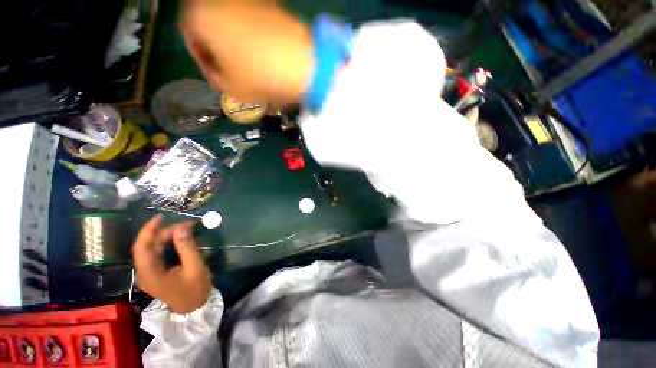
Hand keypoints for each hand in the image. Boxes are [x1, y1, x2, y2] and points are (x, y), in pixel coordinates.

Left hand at [132, 215, 211, 313]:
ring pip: (152, 248)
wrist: (193, 307)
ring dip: (167, 237)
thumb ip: (187, 247)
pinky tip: (179, 239)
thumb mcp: (195, 267)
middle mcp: (144, 272)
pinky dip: (167, 243)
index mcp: (150, 273)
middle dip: (164, 232)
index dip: (148, 230)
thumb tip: (181, 228)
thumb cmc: (195, 289)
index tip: (161, 217)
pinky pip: (156, 253)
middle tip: (186, 225)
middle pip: (147, 246)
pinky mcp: (154, 273)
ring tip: (186, 230)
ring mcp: (148, 273)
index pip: (141, 247)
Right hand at [180, 2, 313, 106]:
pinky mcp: (269, 3)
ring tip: (250, 65)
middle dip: (218, 49)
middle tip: (232, 71)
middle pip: (211, 26)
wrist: (301, 63)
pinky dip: (253, 36)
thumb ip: (215, 78)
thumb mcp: (231, 88)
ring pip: (231, 22)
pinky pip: (252, 21)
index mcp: (200, 16)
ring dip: (236, 43)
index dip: (202, 60)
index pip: (190, 36)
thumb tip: (218, 71)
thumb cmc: (260, 77)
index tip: (217, 76)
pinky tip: (264, 54)